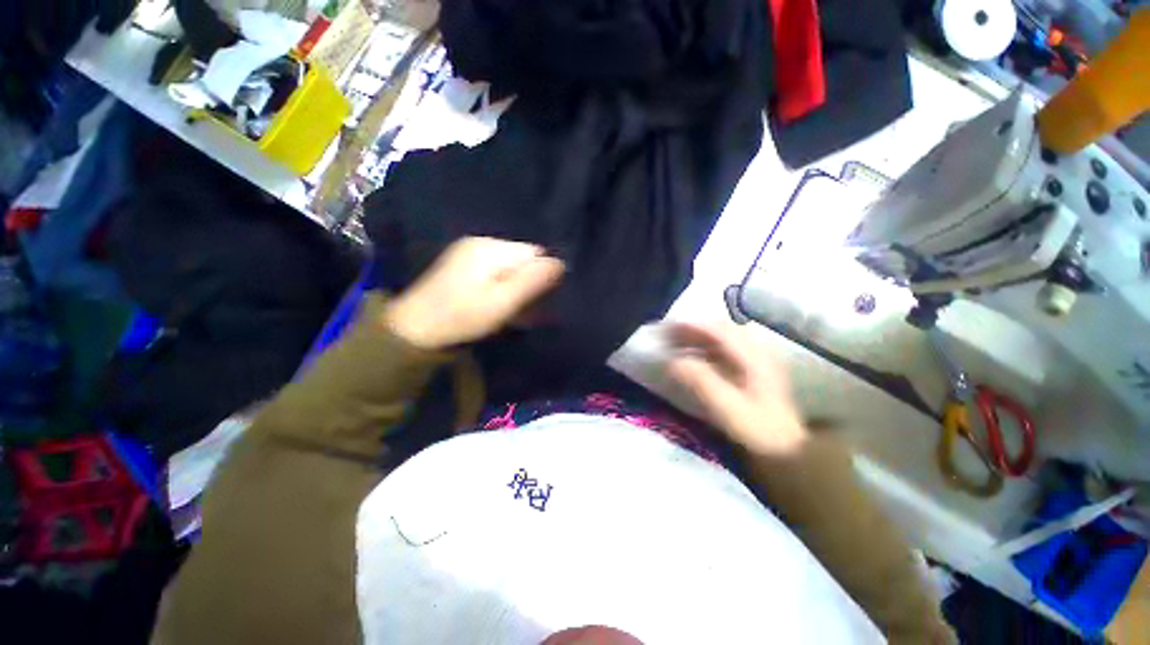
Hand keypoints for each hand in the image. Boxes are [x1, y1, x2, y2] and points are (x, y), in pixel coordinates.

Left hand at [384, 237, 564, 349]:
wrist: (415, 328)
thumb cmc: (462, 317)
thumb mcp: (502, 302)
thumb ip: (532, 282)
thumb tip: (560, 263)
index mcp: (490, 249)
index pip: (533, 253)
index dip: (541, 276)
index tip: (537, 300)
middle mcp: (480, 243)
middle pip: (521, 259)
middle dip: (528, 283)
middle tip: (524, 310)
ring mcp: (469, 253)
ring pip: (509, 267)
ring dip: (515, 287)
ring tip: (510, 311)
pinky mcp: (463, 265)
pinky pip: (494, 271)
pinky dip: (501, 287)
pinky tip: (495, 304)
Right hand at [665, 322, 806, 455]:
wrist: (790, 451)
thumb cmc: (758, 431)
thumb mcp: (726, 407)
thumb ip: (700, 380)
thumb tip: (673, 361)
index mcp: (752, 357)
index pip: (718, 330)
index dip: (691, 326)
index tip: (667, 328)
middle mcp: (757, 352)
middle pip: (721, 329)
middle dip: (693, 329)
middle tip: (669, 335)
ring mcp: (758, 360)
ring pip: (724, 338)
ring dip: (700, 337)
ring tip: (678, 344)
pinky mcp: (755, 371)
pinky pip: (727, 349)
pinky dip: (708, 348)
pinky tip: (696, 357)